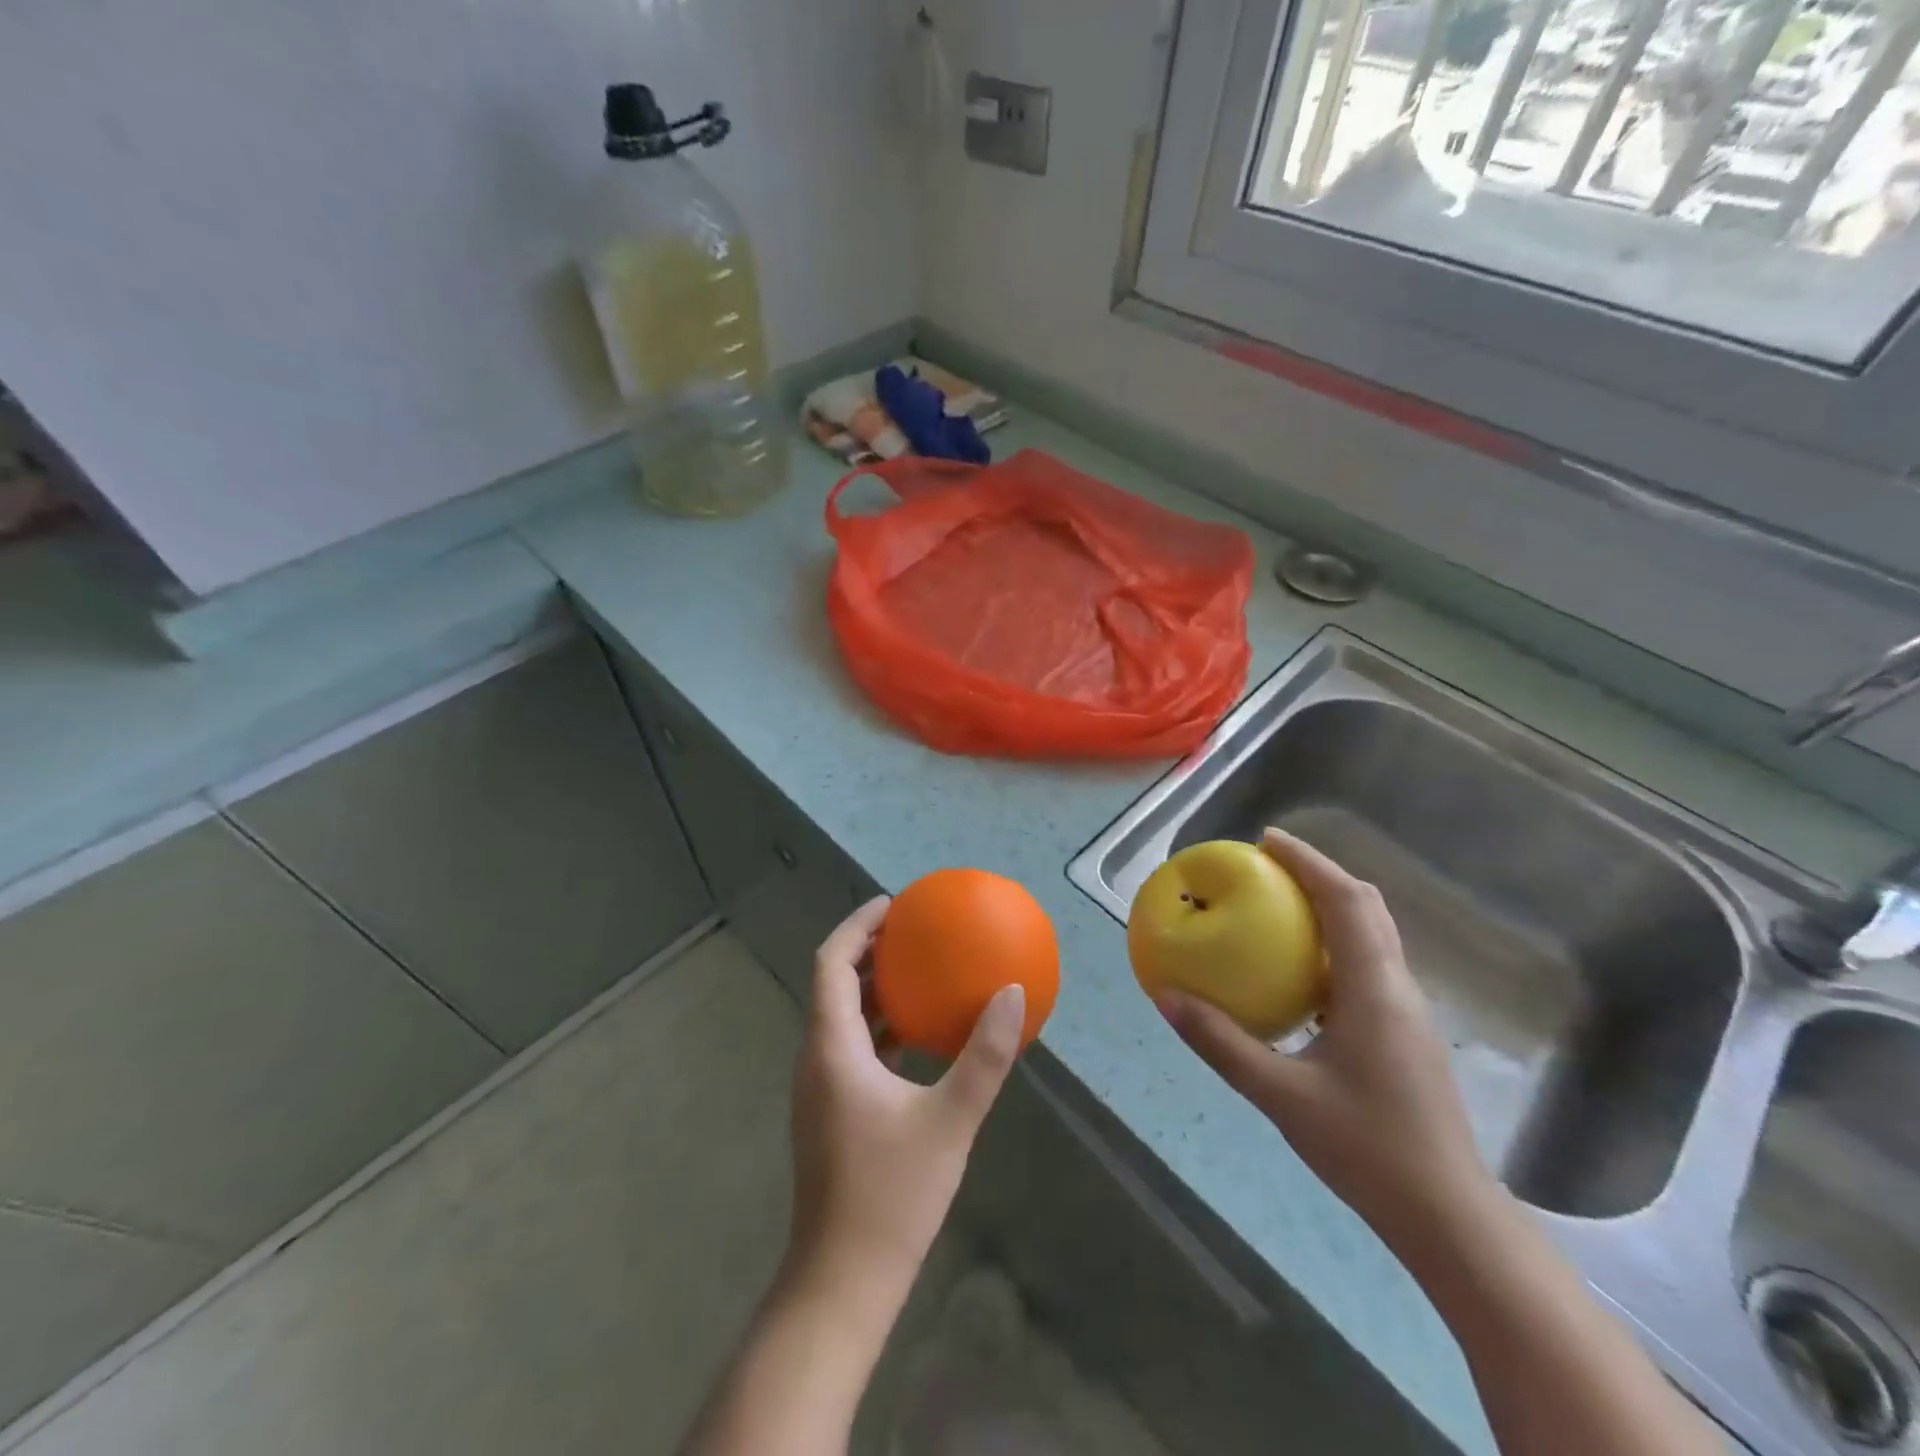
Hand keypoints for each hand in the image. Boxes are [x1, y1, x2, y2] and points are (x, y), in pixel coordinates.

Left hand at [785, 896, 1025, 1306]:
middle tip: (913, 930)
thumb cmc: (891, 1197)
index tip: (893, 904)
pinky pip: (851, 1046)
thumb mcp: (949, 1121)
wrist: (841, 1283)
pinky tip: (917, 1036)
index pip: (831, 962)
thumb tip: (1013, 994)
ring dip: (873, 987)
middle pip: (833, 982)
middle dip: (868, 949)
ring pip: (841, 1016)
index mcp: (832, 1047)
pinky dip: (879, 1025)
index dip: (857, 925)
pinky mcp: (831, 1111)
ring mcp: (820, 1087)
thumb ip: (984, 1057)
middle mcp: (816, 1058)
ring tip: (918, 970)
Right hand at [1155, 829, 1494, 1253]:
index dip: (1309, 861)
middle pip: (1366, 907)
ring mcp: (1409, 1011)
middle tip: (1267, 865)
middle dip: (1319, 874)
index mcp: (1374, 990)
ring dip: (1330, 906)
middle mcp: (1398, 988)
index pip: (1346, 901)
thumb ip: (1220, 1043)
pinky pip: (1367, 964)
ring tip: (1277, 905)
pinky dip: (1333, 943)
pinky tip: (1298, 970)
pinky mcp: (1406, 1033)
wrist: (1450, 1218)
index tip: (1266, 840)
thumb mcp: (1280, 1096)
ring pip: (1372, 934)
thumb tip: (1164, 996)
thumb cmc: (1367, 1150)